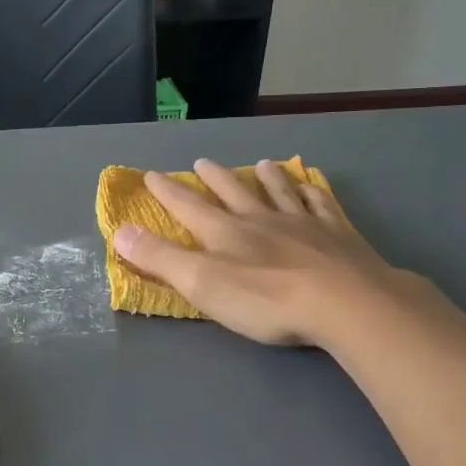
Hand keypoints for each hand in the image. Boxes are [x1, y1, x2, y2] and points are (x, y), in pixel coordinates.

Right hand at [113, 159, 426, 347]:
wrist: (345, 303)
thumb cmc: (266, 300)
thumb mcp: (202, 283)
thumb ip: (160, 258)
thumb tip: (119, 230)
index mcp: (226, 232)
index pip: (188, 207)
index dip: (167, 192)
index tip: (151, 175)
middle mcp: (262, 219)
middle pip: (234, 192)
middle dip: (215, 178)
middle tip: (202, 162)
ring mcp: (303, 223)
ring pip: (280, 192)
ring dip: (267, 178)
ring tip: (262, 164)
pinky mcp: (338, 236)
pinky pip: (321, 204)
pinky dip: (313, 191)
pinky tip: (313, 186)